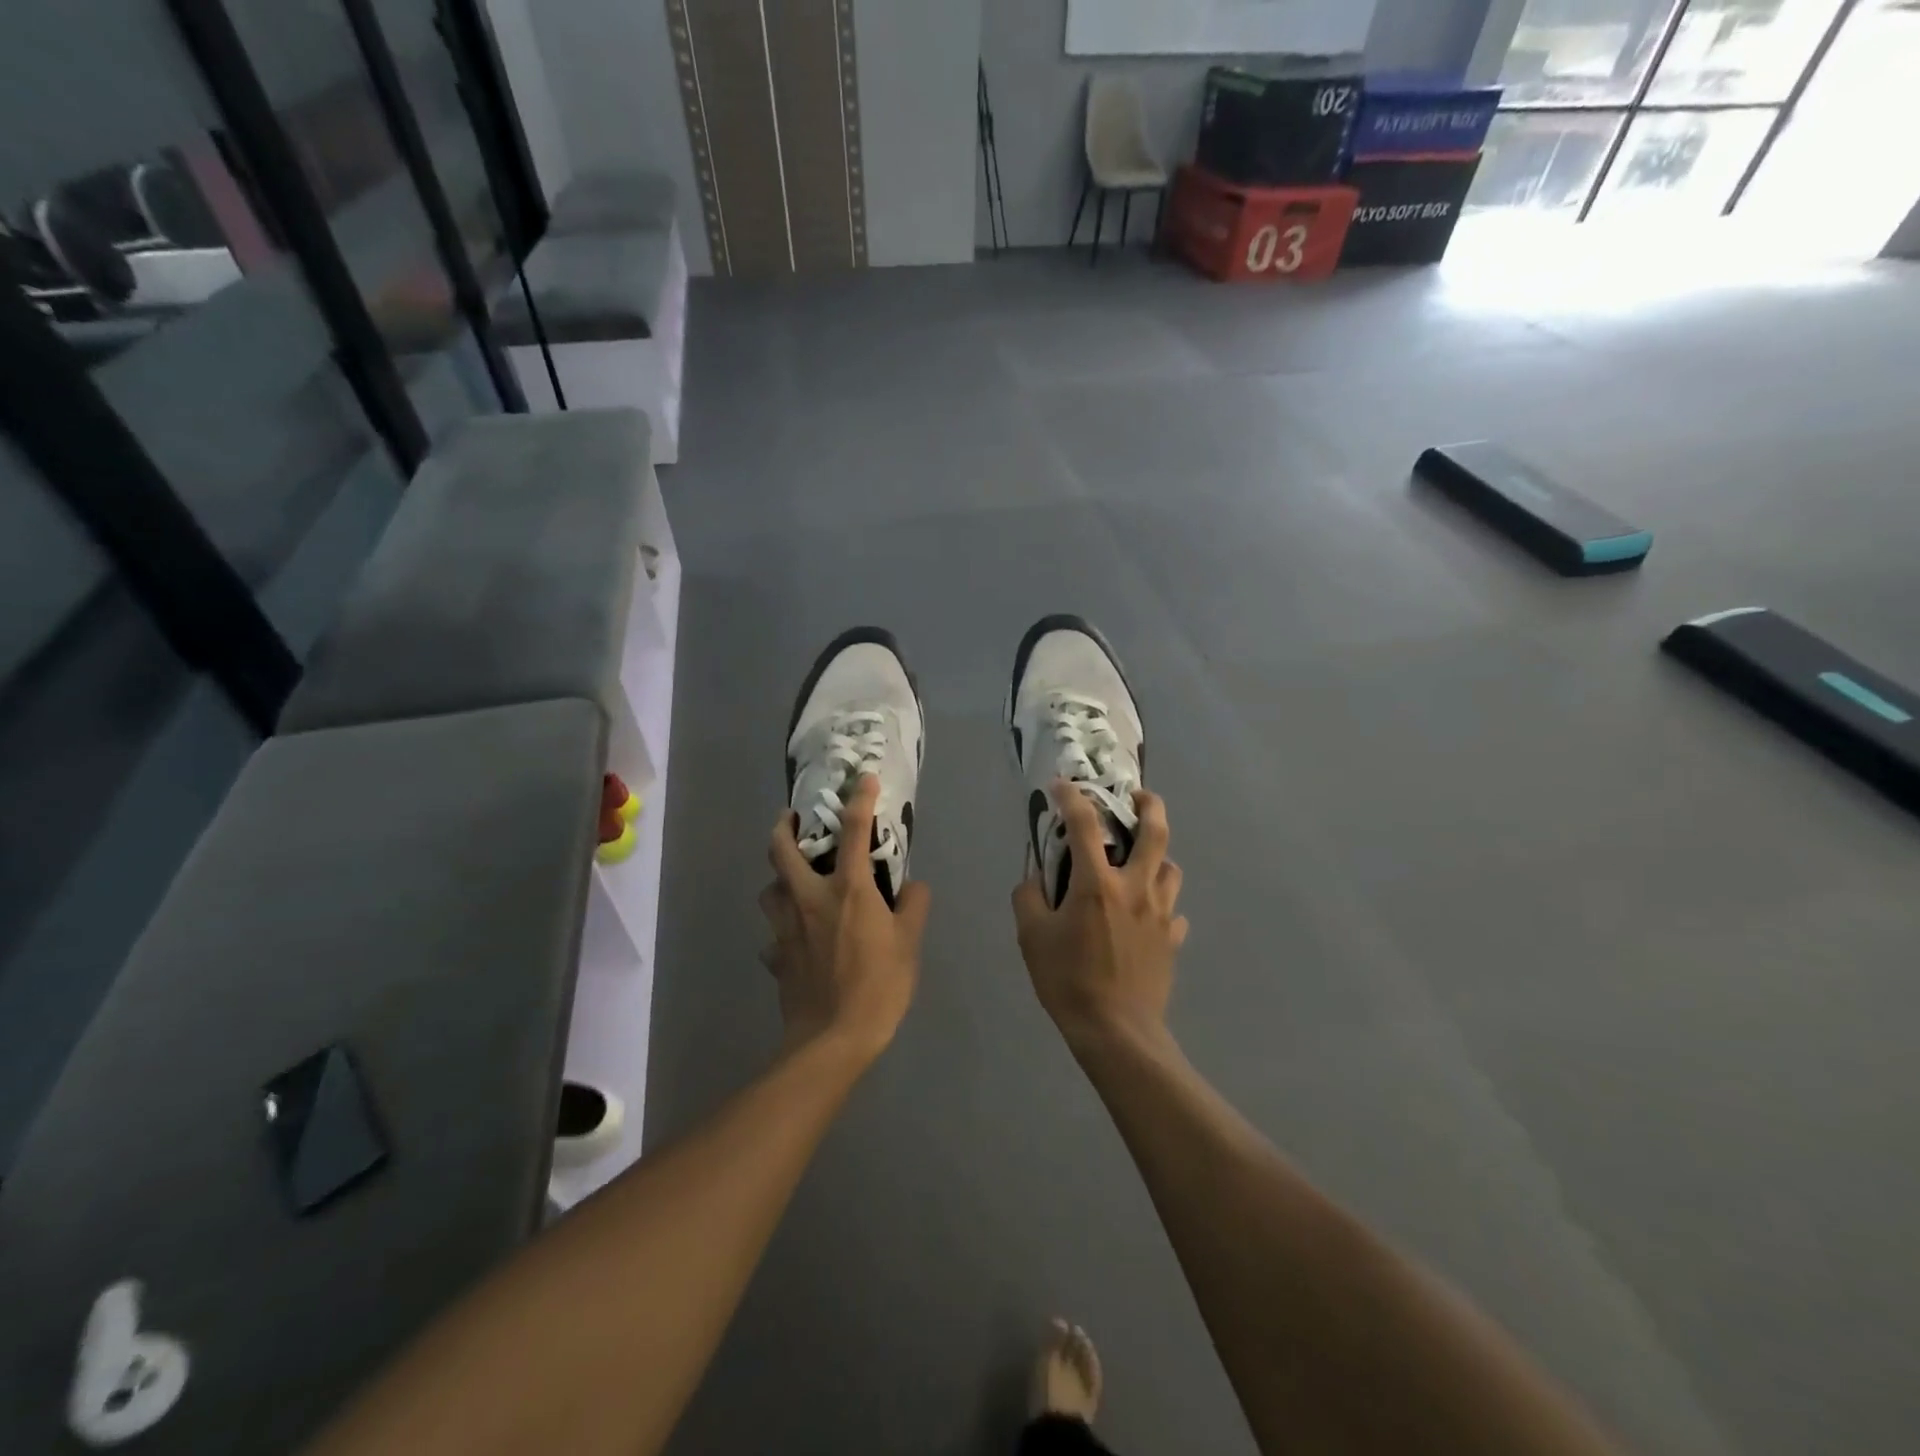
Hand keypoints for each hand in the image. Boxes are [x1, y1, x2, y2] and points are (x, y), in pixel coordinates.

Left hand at [760, 775, 930, 1065]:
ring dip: (778, 878)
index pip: (854, 832)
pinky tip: (796, 940)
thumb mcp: (909, 945)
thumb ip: (913, 907)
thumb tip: (913, 886)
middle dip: (782, 827)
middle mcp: (809, 900)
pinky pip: (773, 935)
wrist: (832, 1040)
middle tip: (791, 818)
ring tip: (794, 880)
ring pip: (769, 890)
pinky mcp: (776, 957)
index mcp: (847, 891)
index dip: (860, 800)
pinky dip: (782, 930)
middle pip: (781, 851)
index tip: (864, 779)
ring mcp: (786, 929)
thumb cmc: (878, 986)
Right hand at [1013, 783, 1187, 1049]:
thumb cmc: (1069, 981)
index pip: (1086, 823)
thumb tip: (1035, 878)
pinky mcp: (1173, 938)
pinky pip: (1172, 909)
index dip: (1072, 797)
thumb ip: (1029, 898)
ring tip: (1139, 861)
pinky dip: (1160, 902)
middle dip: (1149, 804)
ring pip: (1171, 868)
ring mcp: (1161, 912)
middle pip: (1155, 831)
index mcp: (1097, 883)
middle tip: (1138, 797)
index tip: (1062, 785)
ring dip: (1156, 856)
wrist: (1117, 1032)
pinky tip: (1146, 914)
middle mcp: (1136, 887)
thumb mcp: (1031, 938)